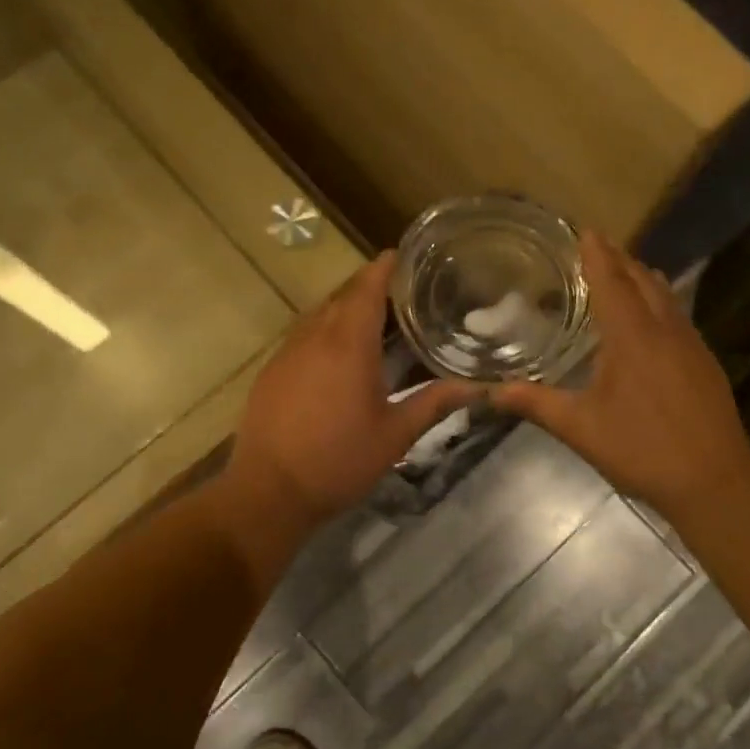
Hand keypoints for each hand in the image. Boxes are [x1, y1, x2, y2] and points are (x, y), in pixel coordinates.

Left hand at [221, 252, 476, 536]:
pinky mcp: (272, 370)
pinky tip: (339, 356)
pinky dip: (325, 332)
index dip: (386, 267)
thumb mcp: (395, 434)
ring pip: (320, 315)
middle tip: (404, 293)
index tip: (405, 256)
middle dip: (371, 288)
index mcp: (348, 343)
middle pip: (343, 296)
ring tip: (376, 321)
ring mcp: (287, 352)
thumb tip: (480, 388)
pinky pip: (303, 336)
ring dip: (346, 310)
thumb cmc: (338, 461)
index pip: (367, 286)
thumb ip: (435, 403)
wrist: (269, 492)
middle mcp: (314, 336)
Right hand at [491, 230, 749, 526]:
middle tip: (596, 248)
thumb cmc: (641, 449)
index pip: (612, 281)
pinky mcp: (704, 363)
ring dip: (641, 278)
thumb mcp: (580, 428)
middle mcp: (665, 329)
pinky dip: (658, 302)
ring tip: (621, 273)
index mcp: (632, 336)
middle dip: (619, 259)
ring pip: (665, 296)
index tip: (585, 229)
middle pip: (642, 279)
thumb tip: (491, 391)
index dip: (596, 254)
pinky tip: (650, 321)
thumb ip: (536, 403)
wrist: (714, 480)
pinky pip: (677, 315)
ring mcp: (690, 345)